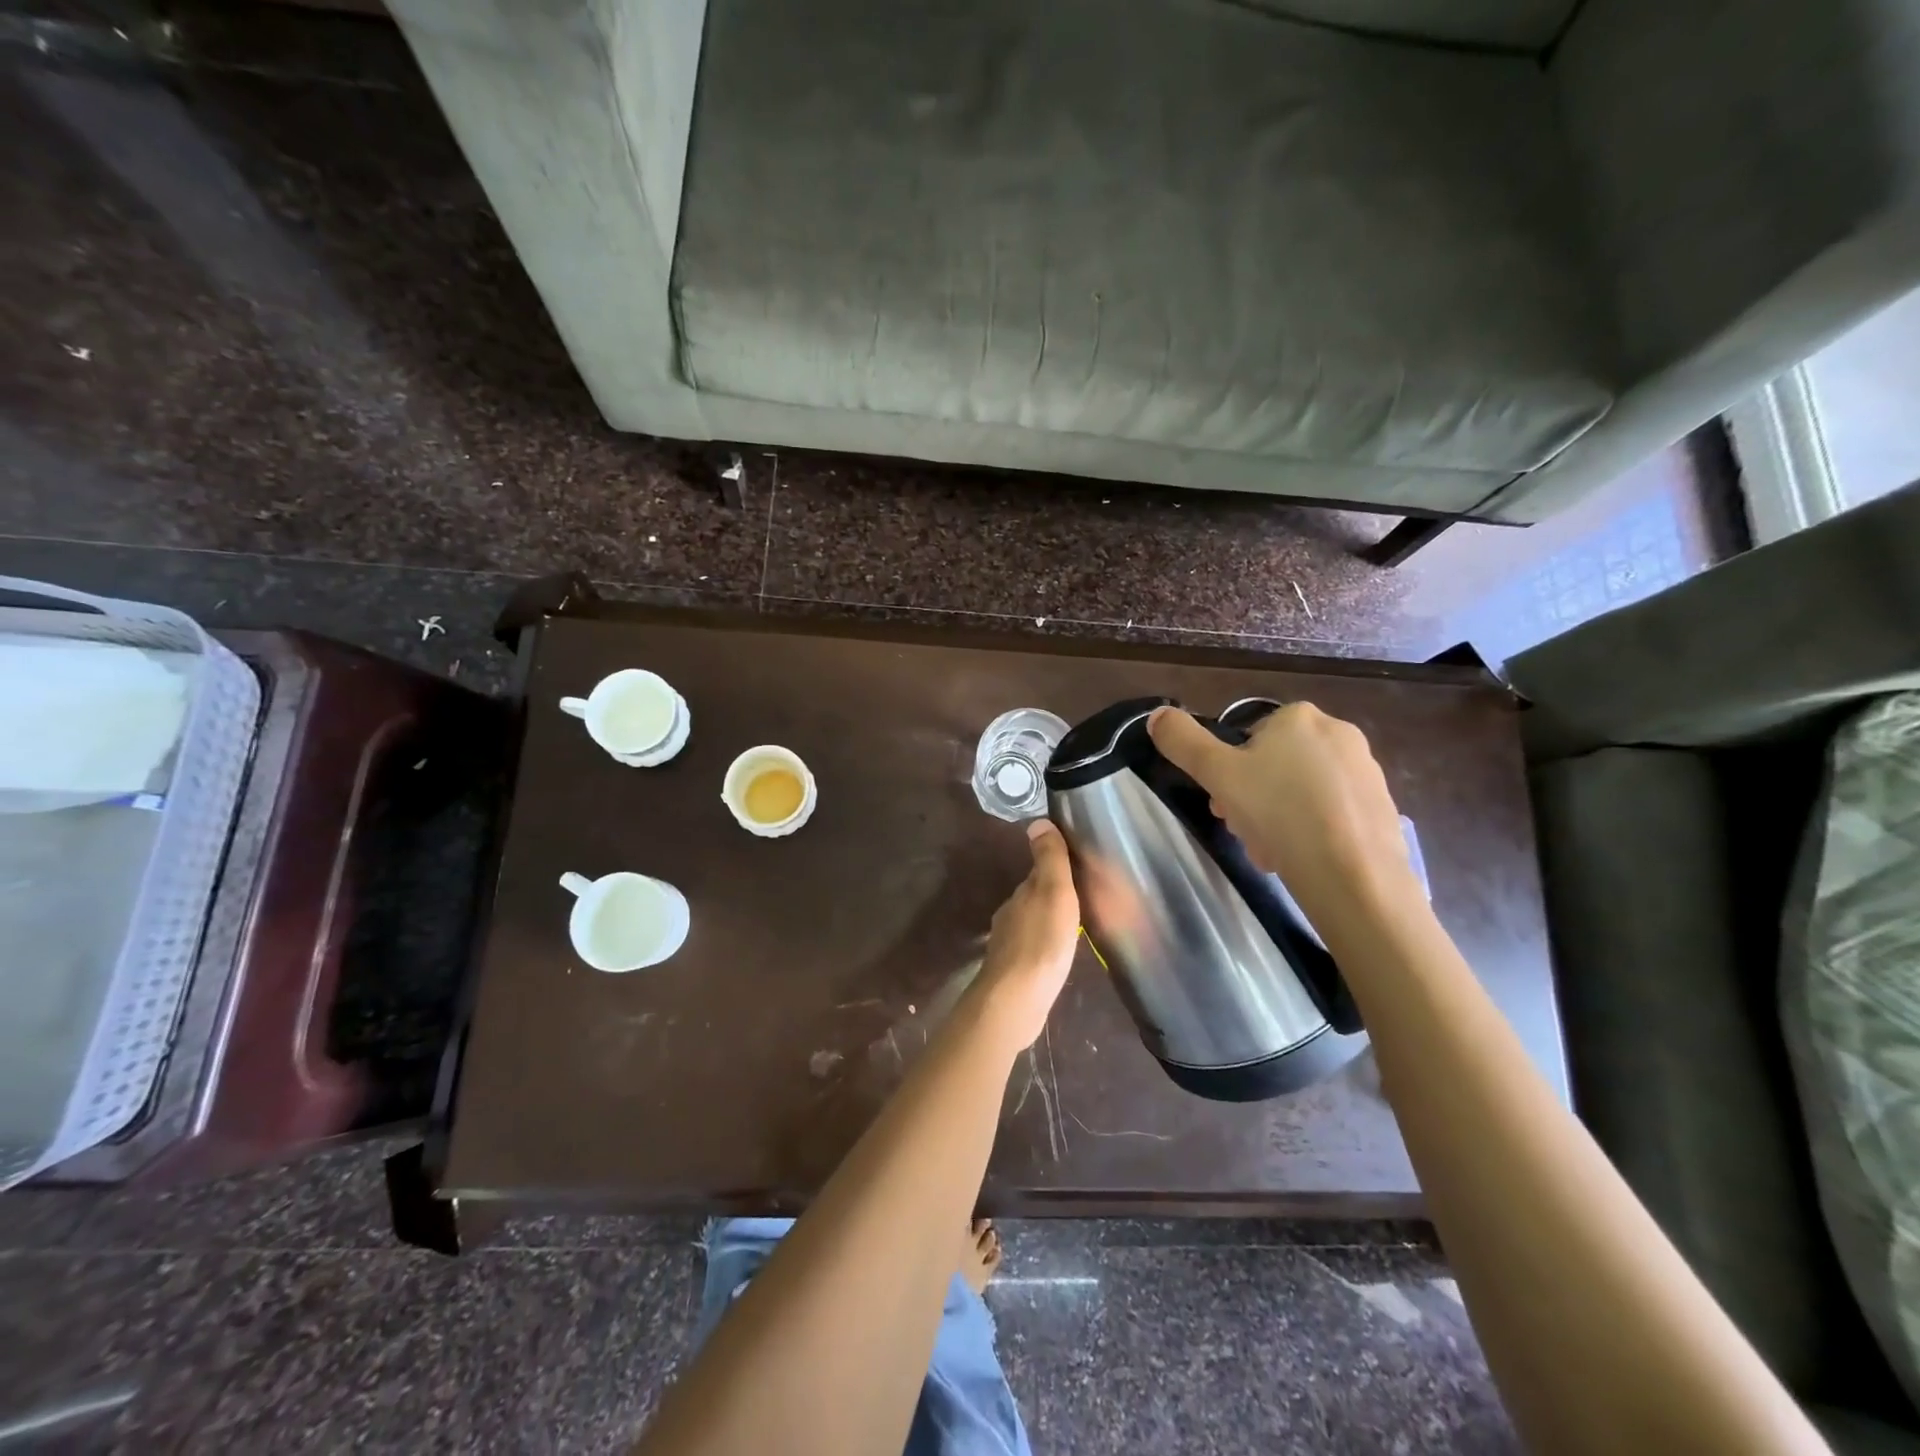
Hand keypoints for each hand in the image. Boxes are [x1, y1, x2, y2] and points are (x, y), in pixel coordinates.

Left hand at [973, 820, 1081, 1051]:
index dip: (1055, 870)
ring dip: (1047, 924)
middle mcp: (1009, 916)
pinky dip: (1043, 949)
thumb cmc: (1041, 942)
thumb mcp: (1053, 893)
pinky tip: (1055, 958)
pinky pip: (1031, 952)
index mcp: (1020, 895)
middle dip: (1052, 898)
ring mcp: (1008, 946)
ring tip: (1071, 929)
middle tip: (1080, 901)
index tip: (1075, 871)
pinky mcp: (1012, 973)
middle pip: (1033, 900)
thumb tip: (1037, 821)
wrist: (1015, 999)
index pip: (1037, 874)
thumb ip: (1049, 859)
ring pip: (1031, 925)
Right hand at [1147, 703, 1415, 923]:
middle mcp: (1338, 732)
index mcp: (1298, 716)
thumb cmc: (1279, 814)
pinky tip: (1303, 858)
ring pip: (1302, 790)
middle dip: (1253, 796)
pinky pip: (1333, 812)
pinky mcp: (1383, 806)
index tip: (1222, 804)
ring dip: (1280, 816)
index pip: (1248, 737)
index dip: (1228, 771)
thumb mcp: (1217, 774)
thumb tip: (1157, 715)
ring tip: (1272, 851)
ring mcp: (1366, 769)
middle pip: (1275, 764)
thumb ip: (1182, 741)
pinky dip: (1313, 830)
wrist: (1353, 875)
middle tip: (1243, 829)